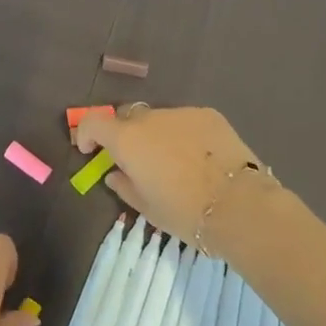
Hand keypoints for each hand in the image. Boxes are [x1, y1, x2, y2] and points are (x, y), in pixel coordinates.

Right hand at [74, 105, 266, 239]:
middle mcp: (150, 118)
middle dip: (124, 135)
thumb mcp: (147, 208)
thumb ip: (124, 186)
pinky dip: (183, 134)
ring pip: (159, 119)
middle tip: (135, 160)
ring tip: (174, 162)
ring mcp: (181, 112)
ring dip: (156, 135)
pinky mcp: (208, 114)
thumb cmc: (184, 212)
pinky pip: (185, 121)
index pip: (94, 122)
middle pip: (127, 117)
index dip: (86, 133)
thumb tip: (115, 174)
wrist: (239, 205)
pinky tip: (199, 158)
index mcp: (127, 140)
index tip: (90, 151)